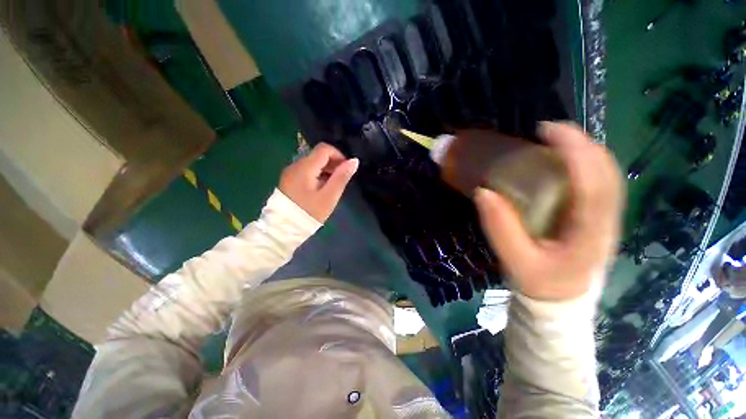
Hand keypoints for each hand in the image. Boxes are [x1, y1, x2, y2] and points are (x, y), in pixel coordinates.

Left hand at [279, 143, 358, 221]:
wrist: (284, 228)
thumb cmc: (310, 212)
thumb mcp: (329, 196)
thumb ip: (341, 177)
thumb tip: (354, 161)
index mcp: (305, 167)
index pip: (324, 149)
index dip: (339, 155)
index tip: (346, 170)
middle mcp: (295, 165)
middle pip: (318, 155)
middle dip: (333, 164)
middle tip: (341, 180)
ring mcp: (290, 172)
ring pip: (312, 163)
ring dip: (326, 170)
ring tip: (332, 186)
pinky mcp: (289, 180)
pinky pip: (306, 171)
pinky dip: (317, 175)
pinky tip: (321, 189)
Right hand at [474, 122, 623, 300]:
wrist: (561, 300)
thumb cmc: (540, 283)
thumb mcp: (515, 261)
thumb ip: (500, 228)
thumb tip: (483, 192)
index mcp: (589, 234)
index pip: (593, 185)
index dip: (575, 152)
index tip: (547, 132)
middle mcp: (607, 221)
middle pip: (607, 172)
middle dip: (581, 144)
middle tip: (548, 132)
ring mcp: (607, 217)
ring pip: (607, 174)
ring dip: (583, 151)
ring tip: (554, 141)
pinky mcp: (599, 216)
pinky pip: (598, 182)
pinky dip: (583, 164)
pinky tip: (561, 162)